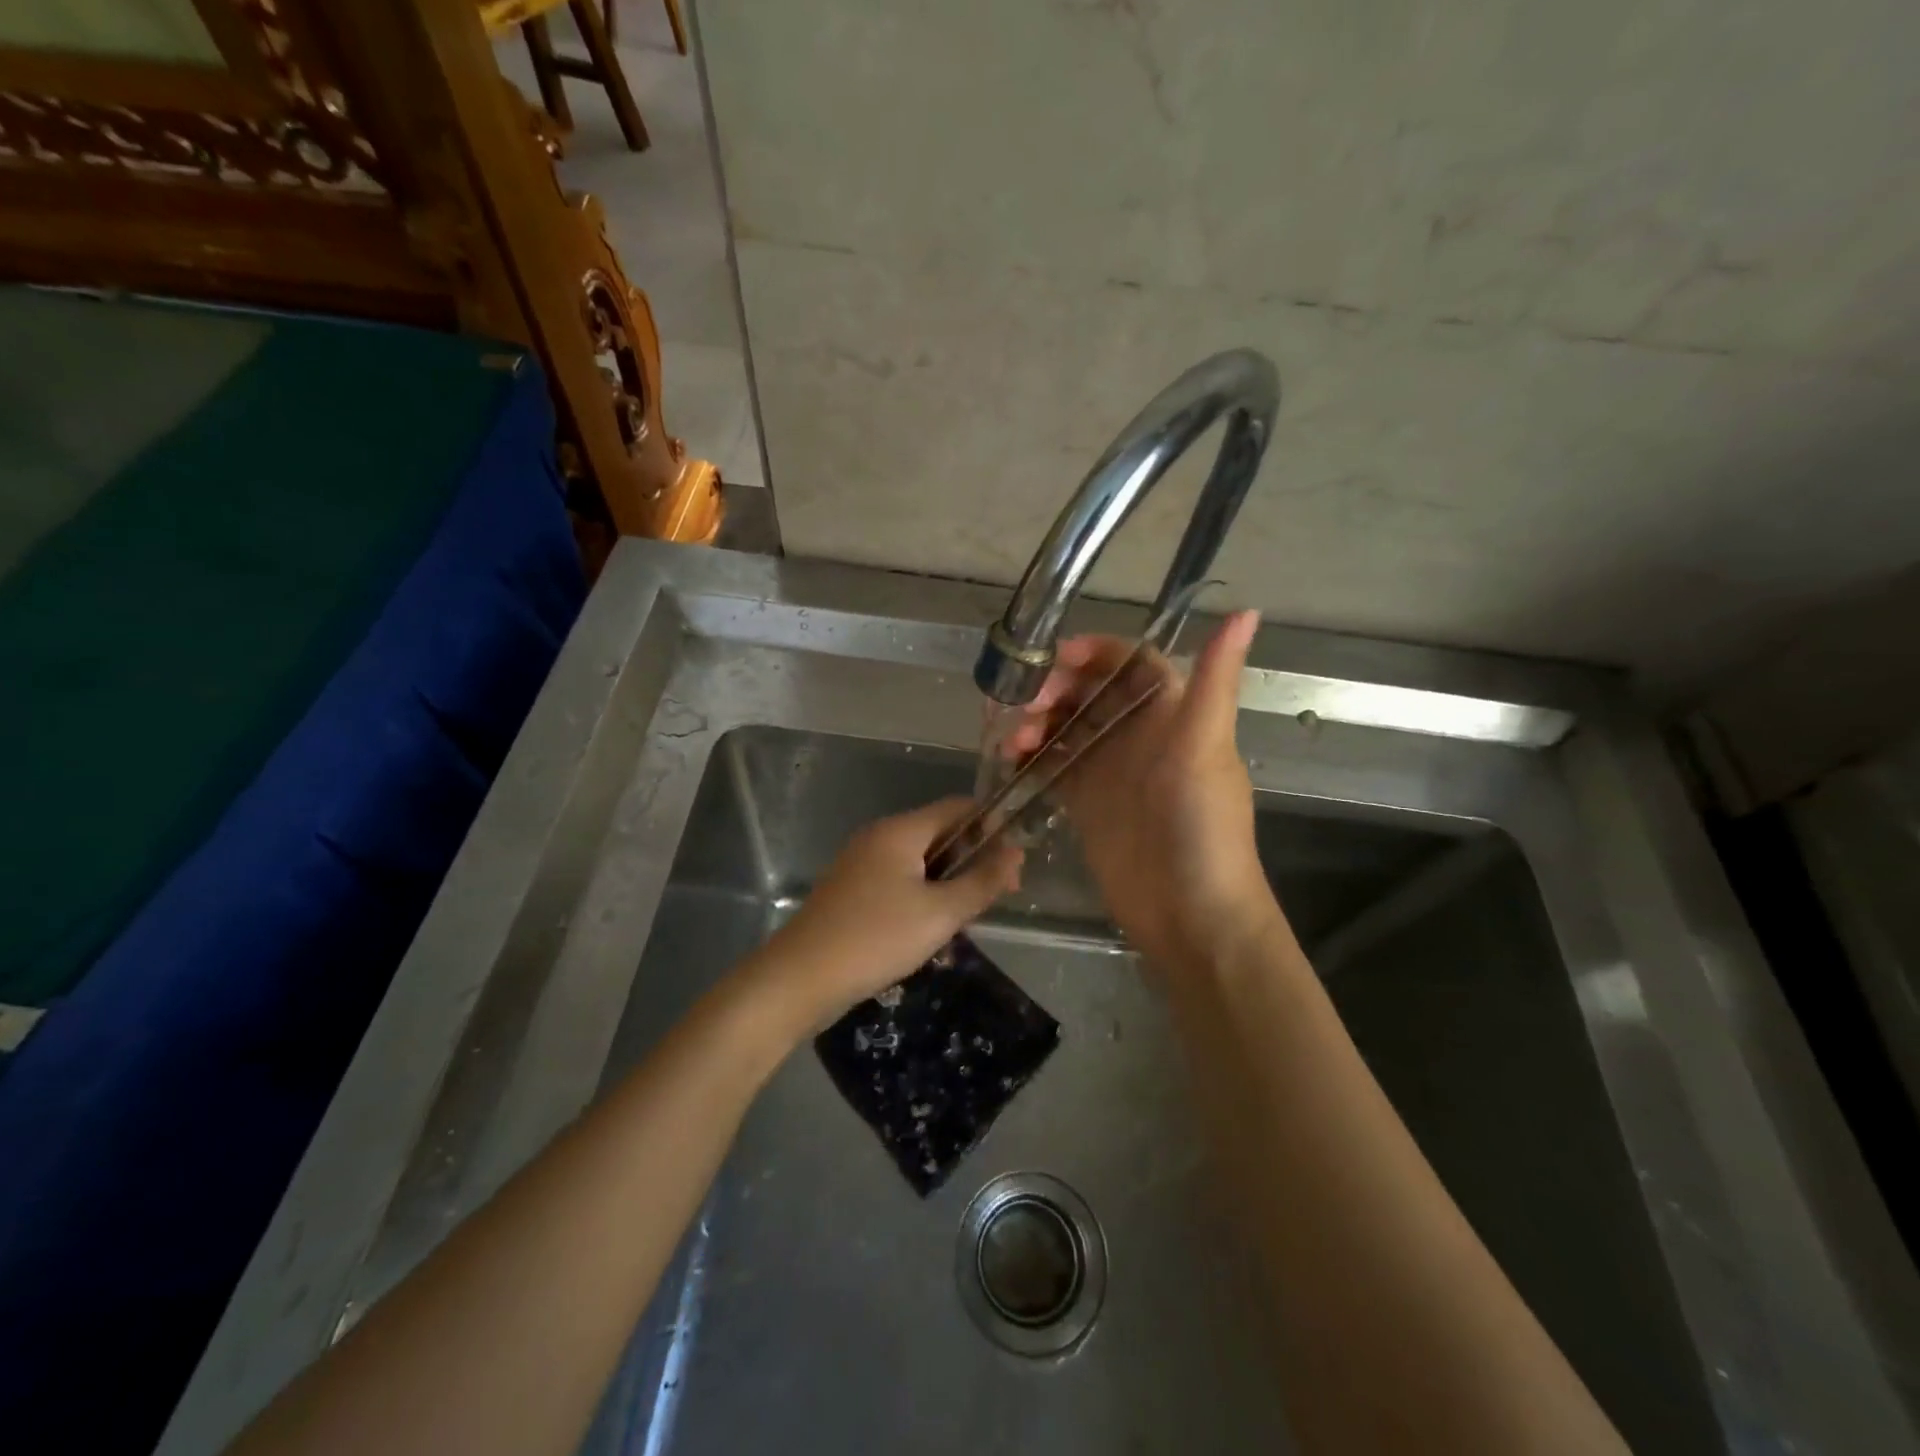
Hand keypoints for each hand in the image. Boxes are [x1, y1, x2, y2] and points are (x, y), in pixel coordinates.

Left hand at [742, 797, 1023, 1026]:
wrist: (800, 977)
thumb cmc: (876, 938)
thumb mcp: (940, 913)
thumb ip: (982, 881)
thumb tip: (1016, 853)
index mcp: (900, 830)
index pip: (958, 807)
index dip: (992, 827)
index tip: (1012, 865)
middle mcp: (879, 836)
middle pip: (939, 833)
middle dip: (972, 859)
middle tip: (995, 898)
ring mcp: (861, 863)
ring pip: (920, 860)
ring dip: (948, 882)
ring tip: (965, 918)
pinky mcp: (851, 890)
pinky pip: (898, 880)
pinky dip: (922, 895)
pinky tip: (929, 929)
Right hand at [1004, 611, 1279, 969]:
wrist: (1190, 915)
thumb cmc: (1202, 826)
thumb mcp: (1205, 748)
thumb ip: (1215, 680)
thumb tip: (1247, 609)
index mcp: (1173, 713)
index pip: (1131, 662)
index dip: (1095, 651)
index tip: (1057, 657)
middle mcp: (1140, 735)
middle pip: (1089, 692)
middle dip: (1054, 689)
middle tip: (1026, 706)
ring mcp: (1110, 770)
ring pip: (1065, 727)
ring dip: (1036, 723)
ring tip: (1013, 742)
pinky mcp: (1087, 803)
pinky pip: (1052, 766)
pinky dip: (1030, 758)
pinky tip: (1010, 762)